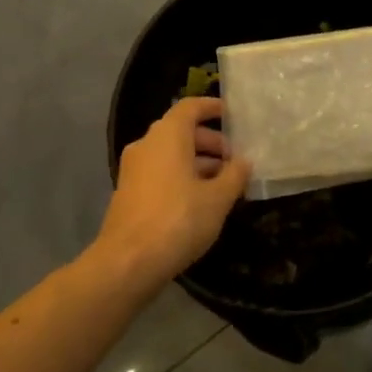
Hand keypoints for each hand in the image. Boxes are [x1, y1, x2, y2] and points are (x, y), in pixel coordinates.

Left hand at [94, 96, 249, 291]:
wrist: (127, 263)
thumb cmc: (178, 220)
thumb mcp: (218, 198)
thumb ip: (235, 175)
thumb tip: (244, 161)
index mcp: (168, 136)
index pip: (190, 107)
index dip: (212, 107)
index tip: (232, 115)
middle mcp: (147, 145)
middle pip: (181, 131)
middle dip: (210, 142)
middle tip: (235, 160)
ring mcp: (134, 170)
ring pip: (171, 154)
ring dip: (197, 162)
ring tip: (224, 184)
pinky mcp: (129, 193)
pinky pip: (160, 172)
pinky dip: (181, 177)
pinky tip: (201, 200)